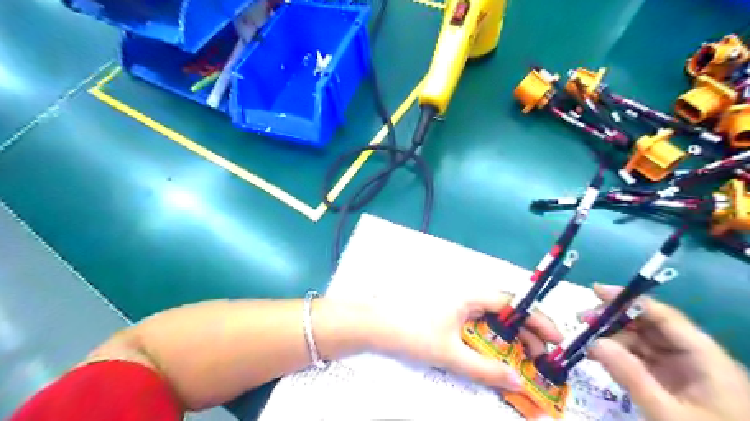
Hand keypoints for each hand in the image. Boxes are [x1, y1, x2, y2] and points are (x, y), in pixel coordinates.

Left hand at [369, 286, 562, 391]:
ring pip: (489, 319)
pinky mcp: (445, 313)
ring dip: (506, 337)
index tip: (556, 340)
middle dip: (525, 333)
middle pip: (504, 311)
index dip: (536, 320)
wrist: (375, 325)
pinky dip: (488, 338)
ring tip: (520, 359)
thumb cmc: (413, 332)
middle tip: (540, 358)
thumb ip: (485, 369)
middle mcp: (465, 296)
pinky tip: (490, 354)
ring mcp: (454, 304)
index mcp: (470, 296)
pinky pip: (474, 324)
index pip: (513, 303)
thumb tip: (517, 381)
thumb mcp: (450, 354)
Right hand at [588, 284, 749, 419]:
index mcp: (705, 357)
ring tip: (585, 340)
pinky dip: (619, 353)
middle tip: (583, 319)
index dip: (630, 300)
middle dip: (615, 319)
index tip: (595, 290)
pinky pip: (642, 358)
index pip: (664, 316)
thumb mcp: (667, 413)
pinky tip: (599, 354)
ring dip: (612, 336)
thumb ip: (631, 376)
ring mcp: (684, 369)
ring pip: (643, 340)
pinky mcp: (673, 381)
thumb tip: (594, 342)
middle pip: (650, 325)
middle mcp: (695, 356)